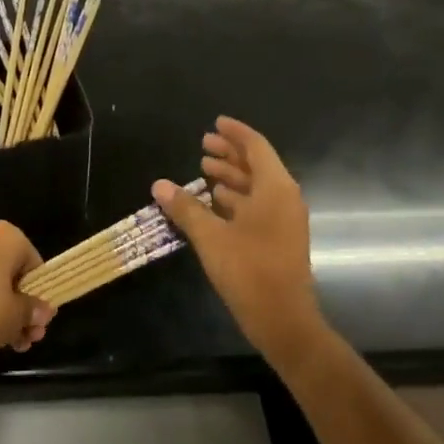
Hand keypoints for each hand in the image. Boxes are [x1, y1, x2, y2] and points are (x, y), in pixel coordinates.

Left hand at [0, 221, 53, 374]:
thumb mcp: (16, 316)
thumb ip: (33, 310)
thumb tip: (43, 311)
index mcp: (5, 236)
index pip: (33, 263)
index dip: (39, 294)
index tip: (38, 319)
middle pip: (9, 271)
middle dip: (20, 305)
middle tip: (26, 336)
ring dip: (1, 307)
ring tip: (8, 342)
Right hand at [155, 117, 324, 365]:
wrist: (284, 321)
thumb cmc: (249, 271)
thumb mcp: (211, 237)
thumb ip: (185, 208)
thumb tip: (159, 184)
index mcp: (275, 189)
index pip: (256, 147)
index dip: (235, 133)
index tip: (215, 122)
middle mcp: (284, 198)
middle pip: (257, 165)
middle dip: (230, 154)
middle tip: (203, 145)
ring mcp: (284, 220)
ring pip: (257, 187)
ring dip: (232, 176)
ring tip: (203, 170)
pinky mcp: (279, 238)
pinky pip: (258, 206)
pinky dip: (236, 198)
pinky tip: (214, 202)